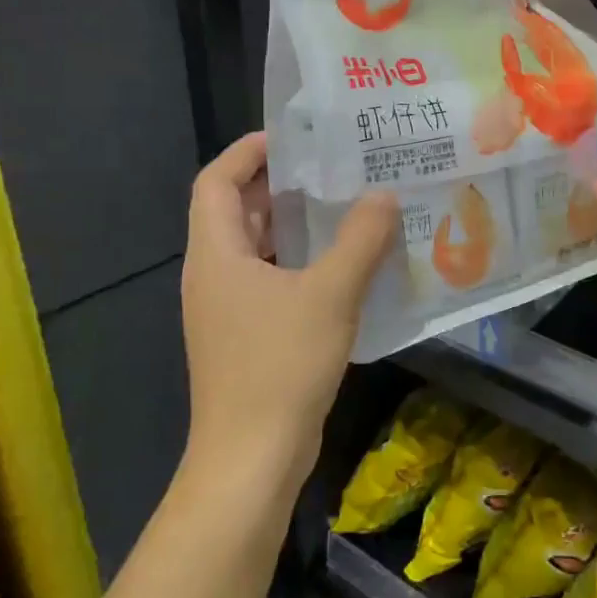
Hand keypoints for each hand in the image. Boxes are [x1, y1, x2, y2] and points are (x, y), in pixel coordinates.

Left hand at [181, 133, 398, 484]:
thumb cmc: (281, 366)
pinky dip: (300, 263)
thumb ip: (360, 239)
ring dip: (294, 226)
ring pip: (256, 249)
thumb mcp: (330, 294)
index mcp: (216, 254)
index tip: (294, 137)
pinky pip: (270, 281)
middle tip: (332, 166)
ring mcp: (227, 310)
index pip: (216, 181)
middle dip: (279, 184)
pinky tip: (345, 265)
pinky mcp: (246, 337)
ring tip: (345, 206)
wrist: (252, 459)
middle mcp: (213, 275)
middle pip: (236, 211)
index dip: (247, 151)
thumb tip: (383, 194)